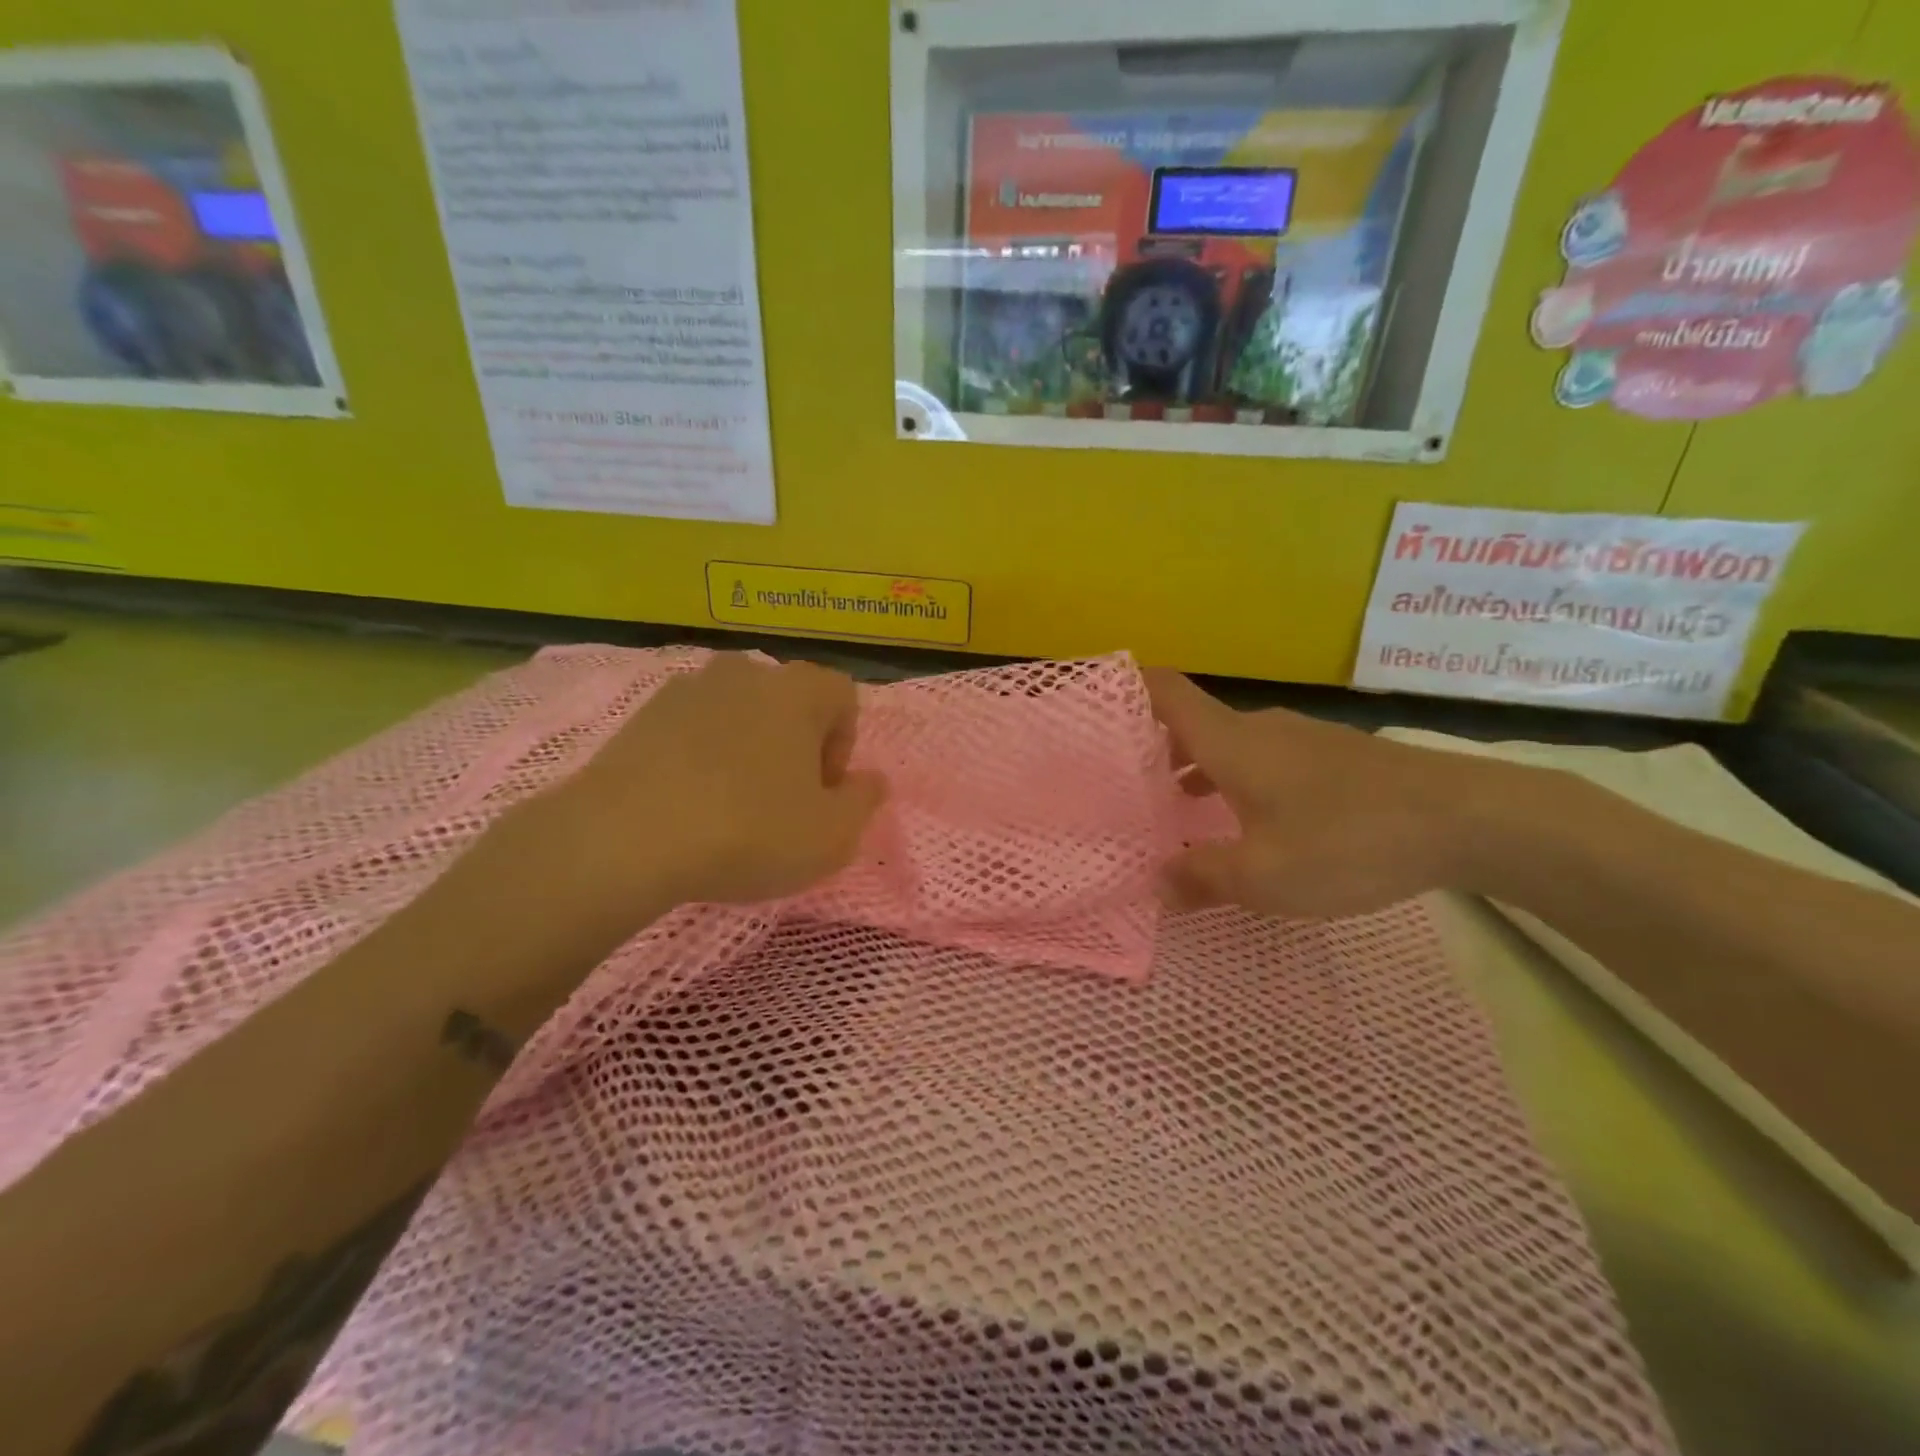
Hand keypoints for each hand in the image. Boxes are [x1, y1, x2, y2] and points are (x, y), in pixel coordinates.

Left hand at [497, 654, 887, 946]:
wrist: (625, 838)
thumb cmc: (749, 831)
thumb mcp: (832, 835)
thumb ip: (864, 801)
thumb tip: (871, 779)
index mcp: (798, 690)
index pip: (842, 697)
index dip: (843, 745)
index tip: (823, 791)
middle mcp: (746, 673)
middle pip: (789, 703)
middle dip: (795, 747)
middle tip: (783, 801)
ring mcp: (688, 689)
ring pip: (739, 714)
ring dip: (747, 750)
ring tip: (731, 805)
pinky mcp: (642, 715)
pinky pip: (692, 730)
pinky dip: (701, 757)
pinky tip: (689, 804)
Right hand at [1145, 670, 1471, 918]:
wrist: (1469, 820)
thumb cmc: (1347, 840)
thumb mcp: (1263, 876)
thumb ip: (1202, 877)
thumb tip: (1156, 883)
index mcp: (1231, 742)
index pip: (1166, 692)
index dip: (1128, 688)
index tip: (1097, 706)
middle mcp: (1261, 729)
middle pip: (1194, 723)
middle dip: (1158, 749)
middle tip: (1131, 786)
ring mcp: (1303, 739)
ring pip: (1232, 744)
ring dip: (1200, 768)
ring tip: (1182, 810)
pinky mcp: (1336, 758)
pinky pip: (1267, 758)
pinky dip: (1240, 779)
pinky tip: (1253, 822)